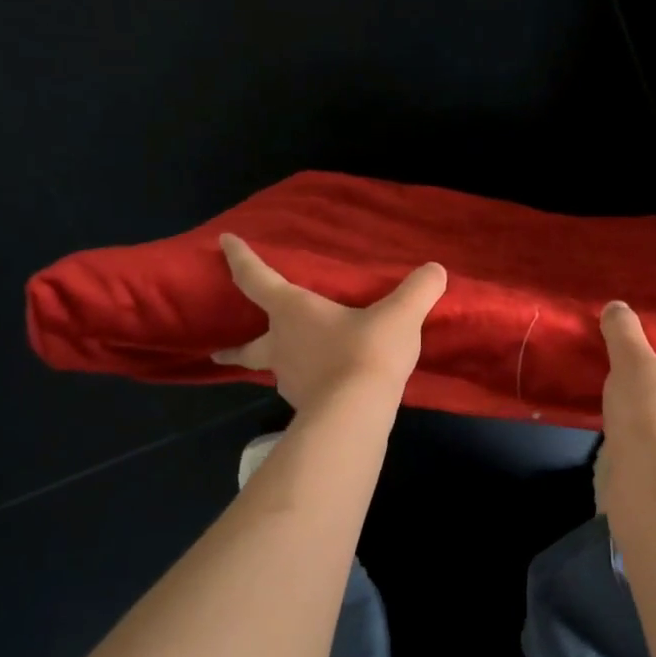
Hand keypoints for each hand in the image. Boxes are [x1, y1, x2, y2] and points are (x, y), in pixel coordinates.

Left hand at [212, 234, 447, 411]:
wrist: (356, 414)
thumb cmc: (367, 352)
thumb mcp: (400, 315)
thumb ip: (418, 290)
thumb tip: (436, 270)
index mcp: (292, 311)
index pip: (256, 278)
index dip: (239, 258)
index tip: (224, 242)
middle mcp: (281, 344)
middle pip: (249, 346)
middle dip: (233, 347)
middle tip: (219, 350)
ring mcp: (289, 380)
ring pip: (276, 370)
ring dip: (280, 365)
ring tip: (296, 364)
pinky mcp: (304, 407)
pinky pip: (303, 390)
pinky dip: (309, 385)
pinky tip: (326, 388)